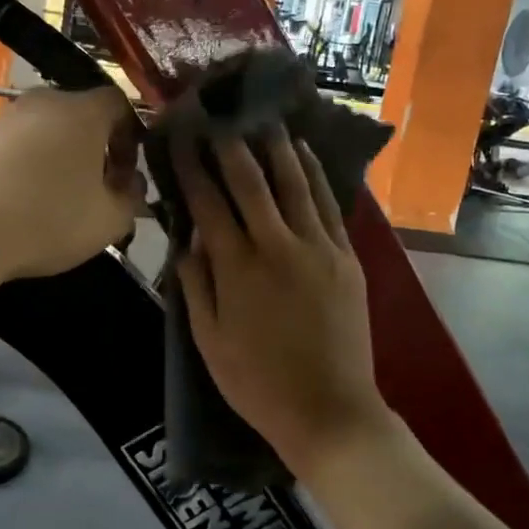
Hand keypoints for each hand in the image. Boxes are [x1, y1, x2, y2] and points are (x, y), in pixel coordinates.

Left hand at [0, 85, 145, 286]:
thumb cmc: (45, 221)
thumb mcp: (107, 221)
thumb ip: (131, 198)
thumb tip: (131, 185)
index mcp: (82, 111)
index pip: (120, 104)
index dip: (131, 137)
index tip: (126, 174)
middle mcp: (43, 101)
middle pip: (81, 115)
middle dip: (95, 148)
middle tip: (97, 188)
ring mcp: (4, 117)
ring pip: (47, 130)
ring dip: (60, 156)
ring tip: (59, 198)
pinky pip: (16, 145)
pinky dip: (27, 164)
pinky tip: (23, 200)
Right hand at [173, 130, 393, 480]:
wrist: (329, 410)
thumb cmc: (257, 382)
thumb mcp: (208, 340)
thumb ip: (195, 284)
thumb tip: (188, 239)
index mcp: (236, 267)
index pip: (207, 202)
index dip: (193, 166)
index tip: (183, 138)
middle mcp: (276, 246)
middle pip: (250, 181)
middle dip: (230, 145)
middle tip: (219, 118)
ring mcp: (317, 248)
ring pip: (293, 183)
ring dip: (275, 148)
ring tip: (263, 121)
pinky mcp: (346, 257)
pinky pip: (328, 204)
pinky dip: (314, 174)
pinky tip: (304, 154)